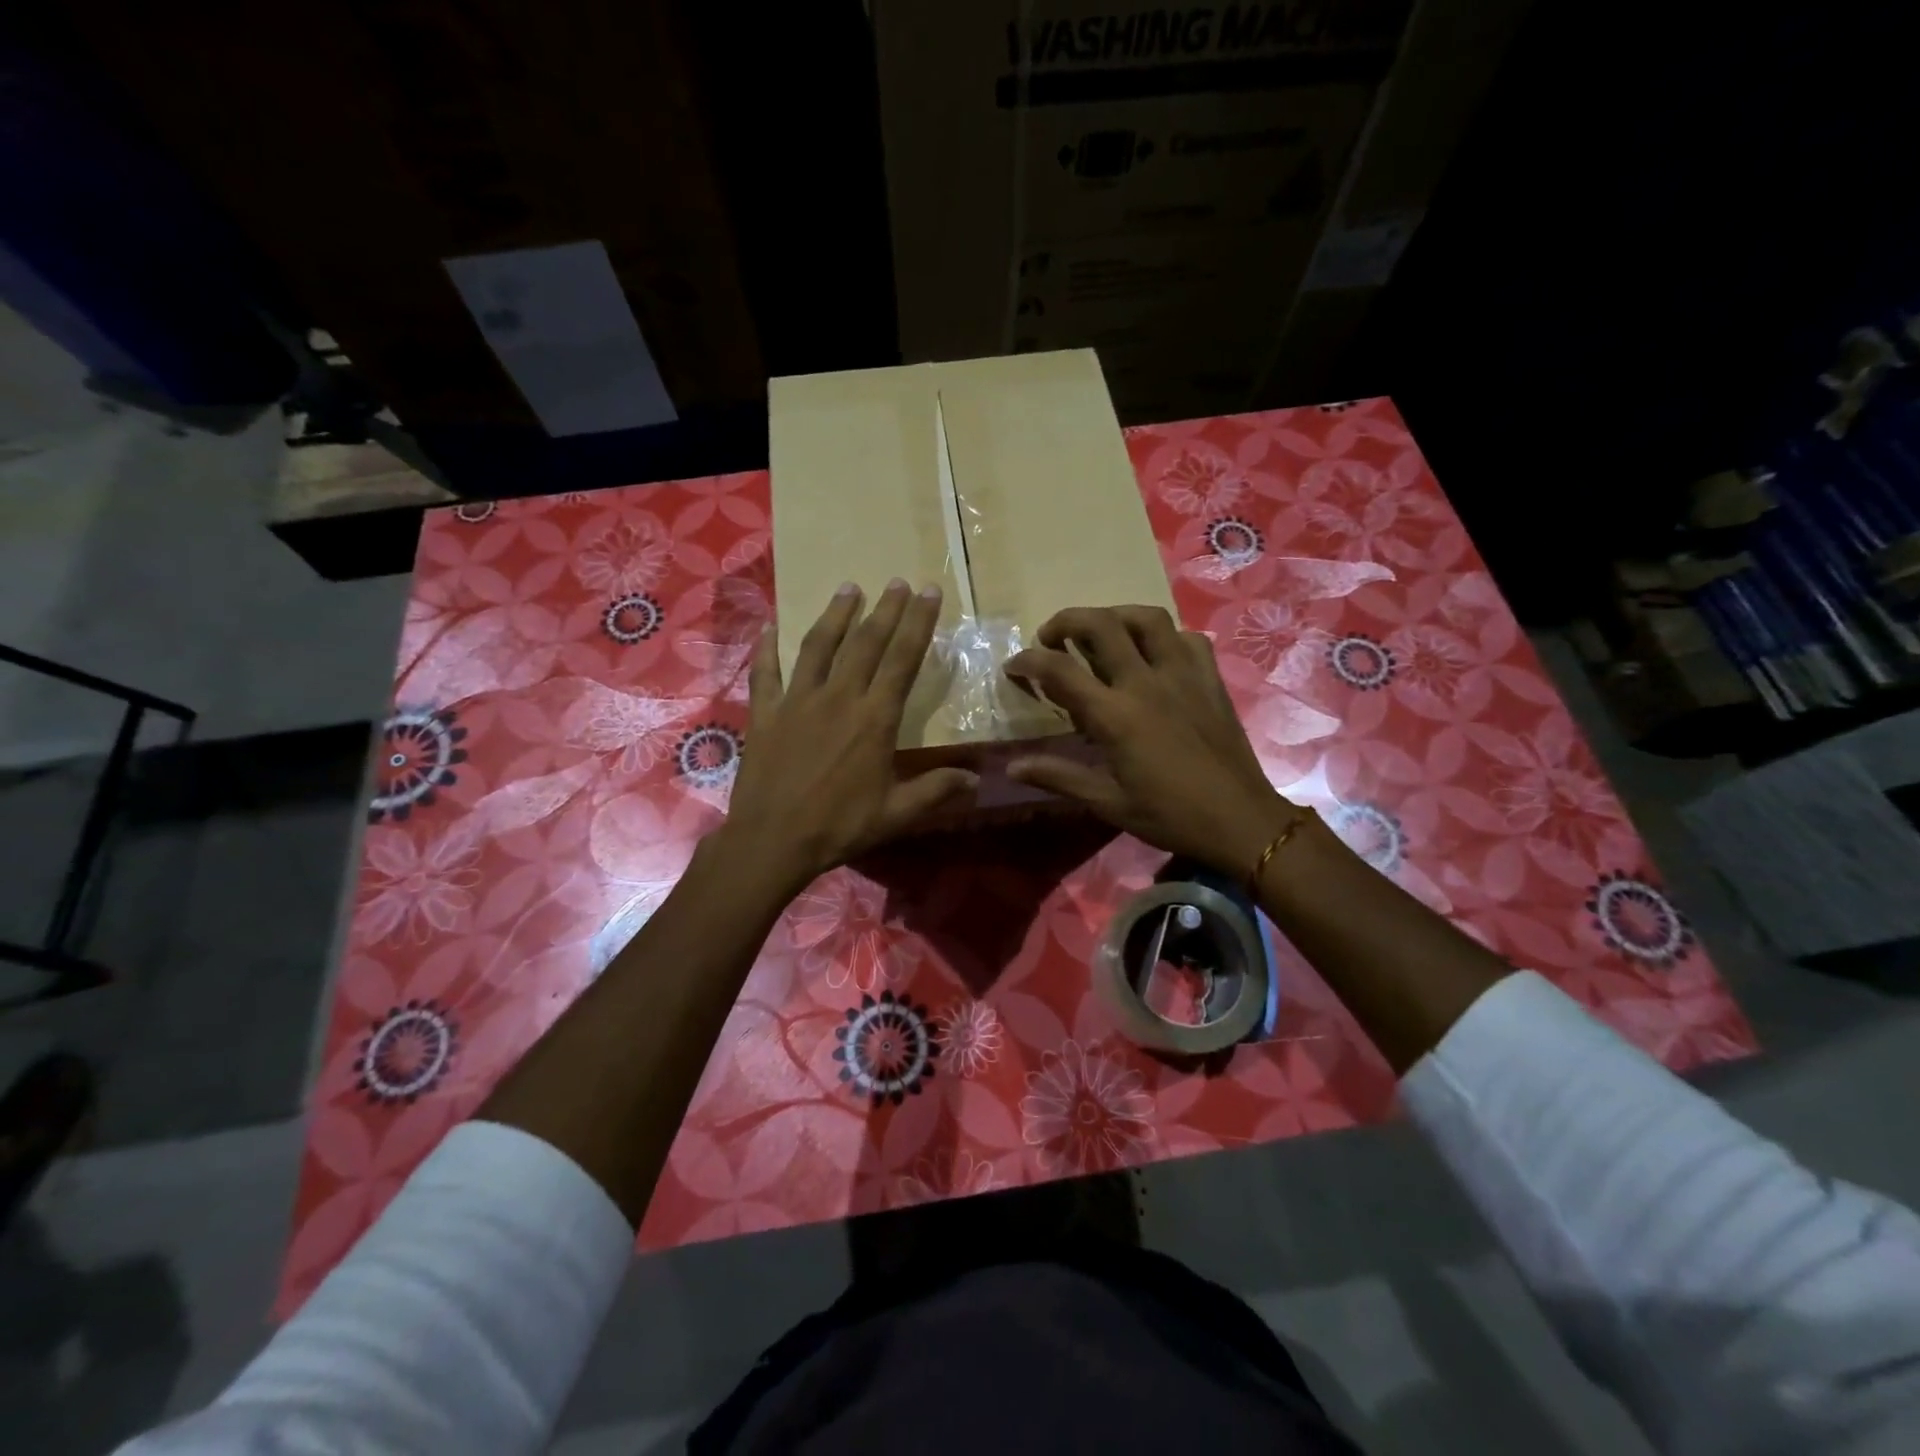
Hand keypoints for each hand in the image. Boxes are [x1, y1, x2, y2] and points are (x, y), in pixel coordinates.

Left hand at [719, 579, 977, 897]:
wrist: (773, 841)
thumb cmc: (839, 827)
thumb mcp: (896, 814)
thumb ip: (937, 791)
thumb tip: (978, 780)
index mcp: (875, 719)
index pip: (903, 660)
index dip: (918, 623)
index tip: (928, 592)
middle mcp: (839, 698)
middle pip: (865, 643)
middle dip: (886, 610)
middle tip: (898, 582)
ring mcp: (797, 701)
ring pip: (818, 647)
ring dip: (836, 615)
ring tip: (849, 588)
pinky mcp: (765, 713)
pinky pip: (765, 672)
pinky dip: (766, 647)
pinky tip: (768, 625)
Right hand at [1005, 605, 1299, 876]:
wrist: (1240, 820)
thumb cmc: (1169, 815)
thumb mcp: (1107, 801)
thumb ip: (1058, 776)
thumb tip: (1012, 766)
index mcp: (1115, 715)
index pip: (1060, 670)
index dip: (1028, 661)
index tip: (1014, 665)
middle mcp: (1146, 682)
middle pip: (1100, 624)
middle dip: (1066, 621)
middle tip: (1052, 638)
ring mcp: (1183, 674)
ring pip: (1146, 618)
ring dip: (1115, 616)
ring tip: (1101, 633)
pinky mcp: (1210, 678)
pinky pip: (1186, 638)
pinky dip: (1163, 637)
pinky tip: (1154, 655)